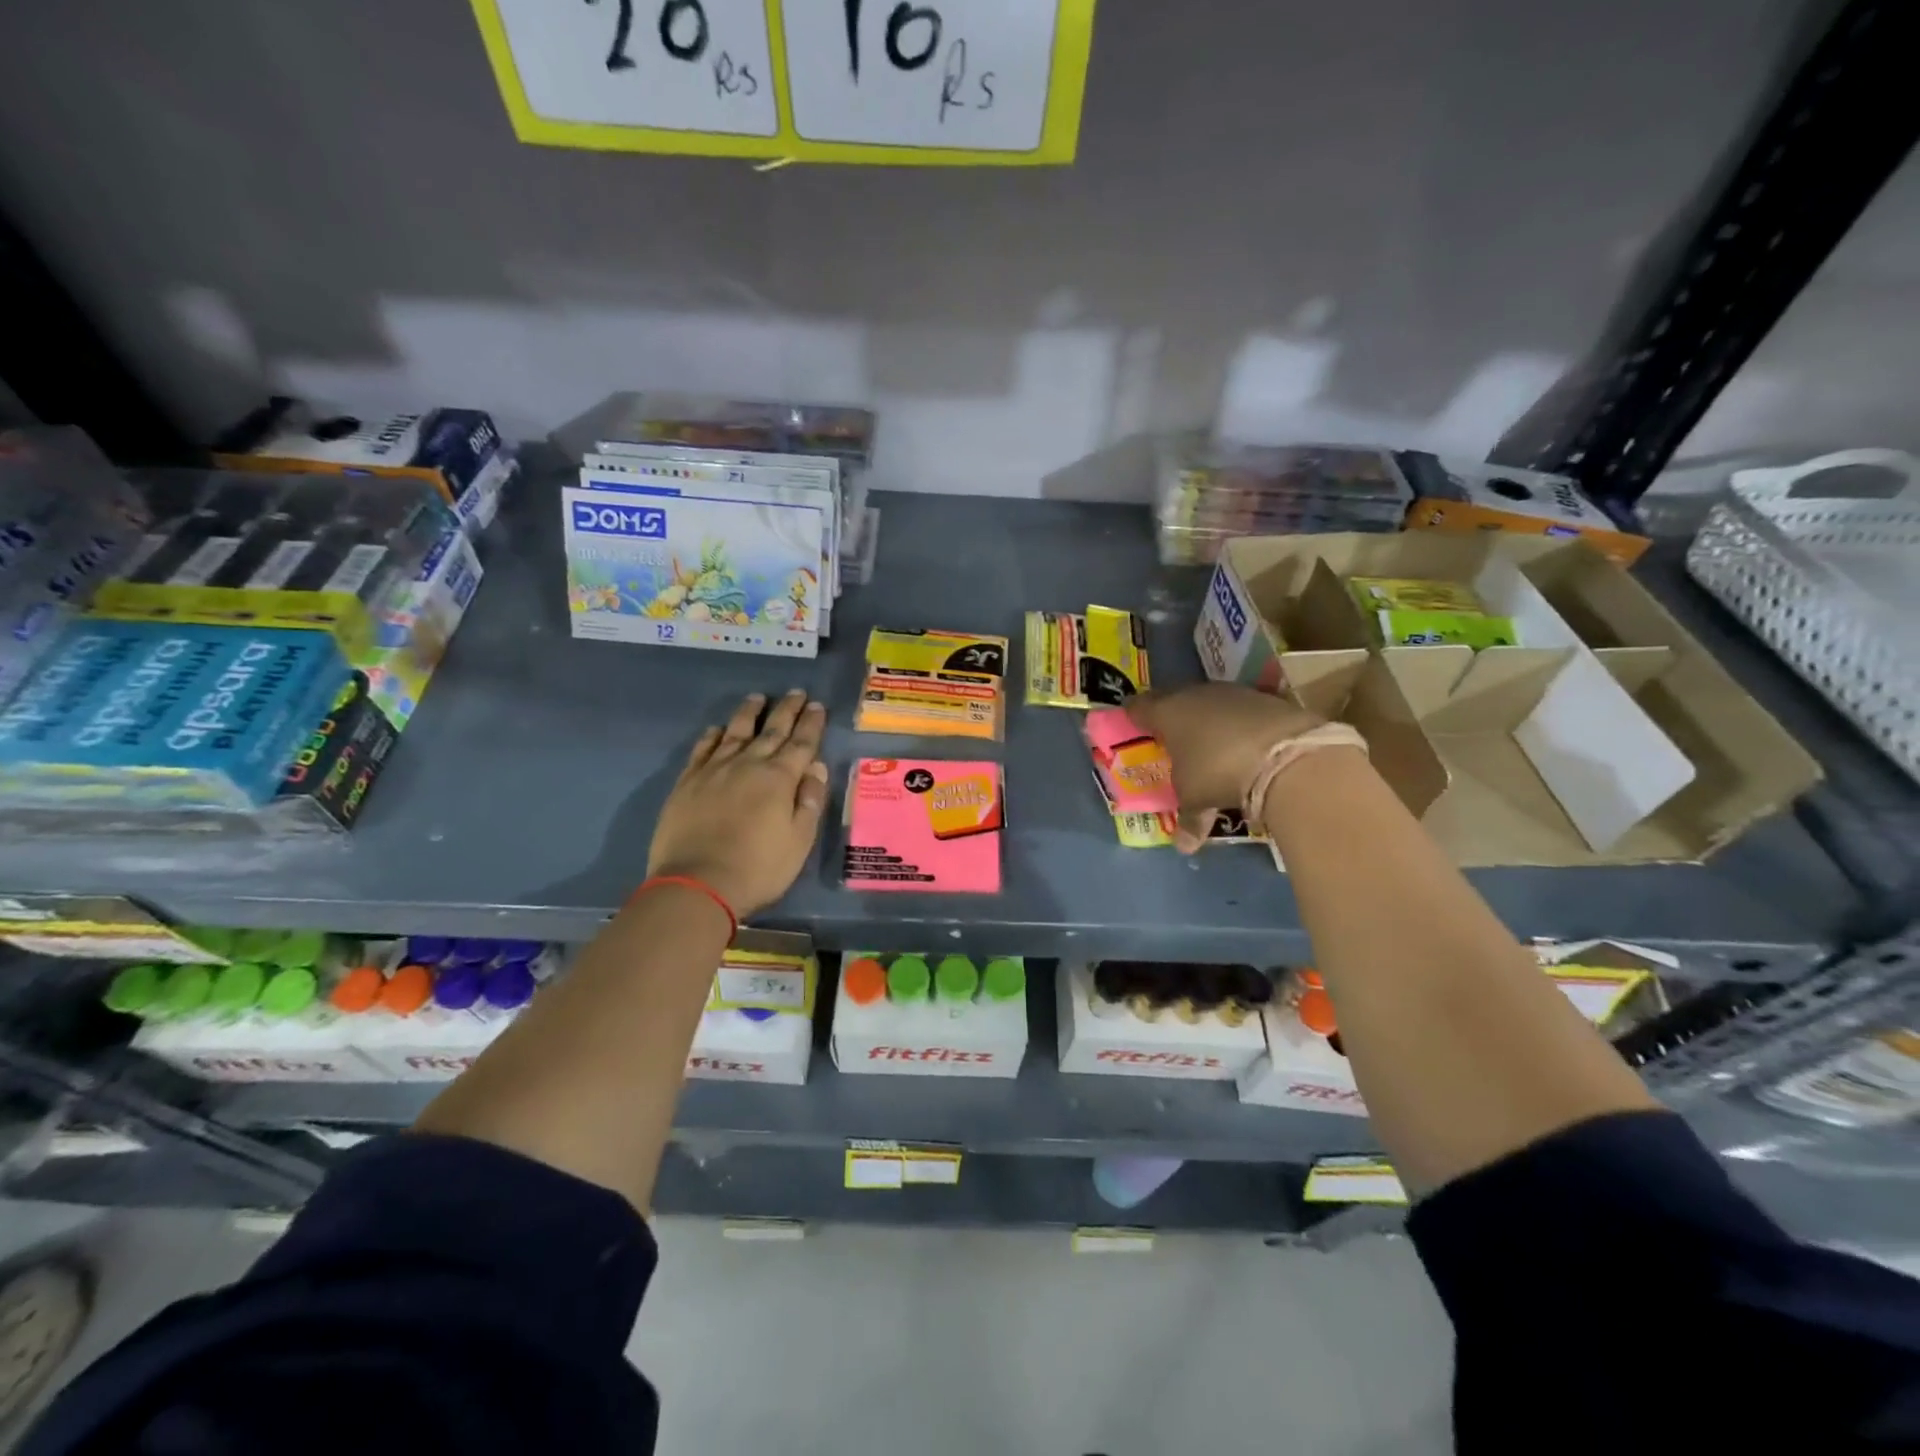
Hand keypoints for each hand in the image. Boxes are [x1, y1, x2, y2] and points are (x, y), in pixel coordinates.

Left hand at [648, 691, 830, 917]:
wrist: (697, 884)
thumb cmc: (758, 867)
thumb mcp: (799, 840)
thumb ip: (810, 801)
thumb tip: (816, 767)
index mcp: (779, 778)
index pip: (802, 743)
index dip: (811, 723)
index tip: (817, 705)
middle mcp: (747, 764)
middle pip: (771, 730)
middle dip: (787, 710)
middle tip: (796, 693)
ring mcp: (714, 770)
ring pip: (735, 732)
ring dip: (749, 713)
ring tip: (758, 698)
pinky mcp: (687, 782)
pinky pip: (702, 749)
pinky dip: (712, 736)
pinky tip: (717, 729)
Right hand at [1127, 684, 1322, 850]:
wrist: (1286, 755)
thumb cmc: (1218, 772)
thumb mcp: (1196, 800)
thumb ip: (1188, 819)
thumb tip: (1184, 846)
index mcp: (1167, 712)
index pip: (1139, 707)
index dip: (1134, 716)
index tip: (1133, 724)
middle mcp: (1196, 695)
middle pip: (1175, 700)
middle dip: (1173, 717)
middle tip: (1171, 737)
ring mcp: (1234, 693)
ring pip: (1211, 703)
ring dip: (1209, 721)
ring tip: (1211, 744)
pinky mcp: (1267, 699)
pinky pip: (1243, 711)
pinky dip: (1240, 726)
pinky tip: (1246, 745)